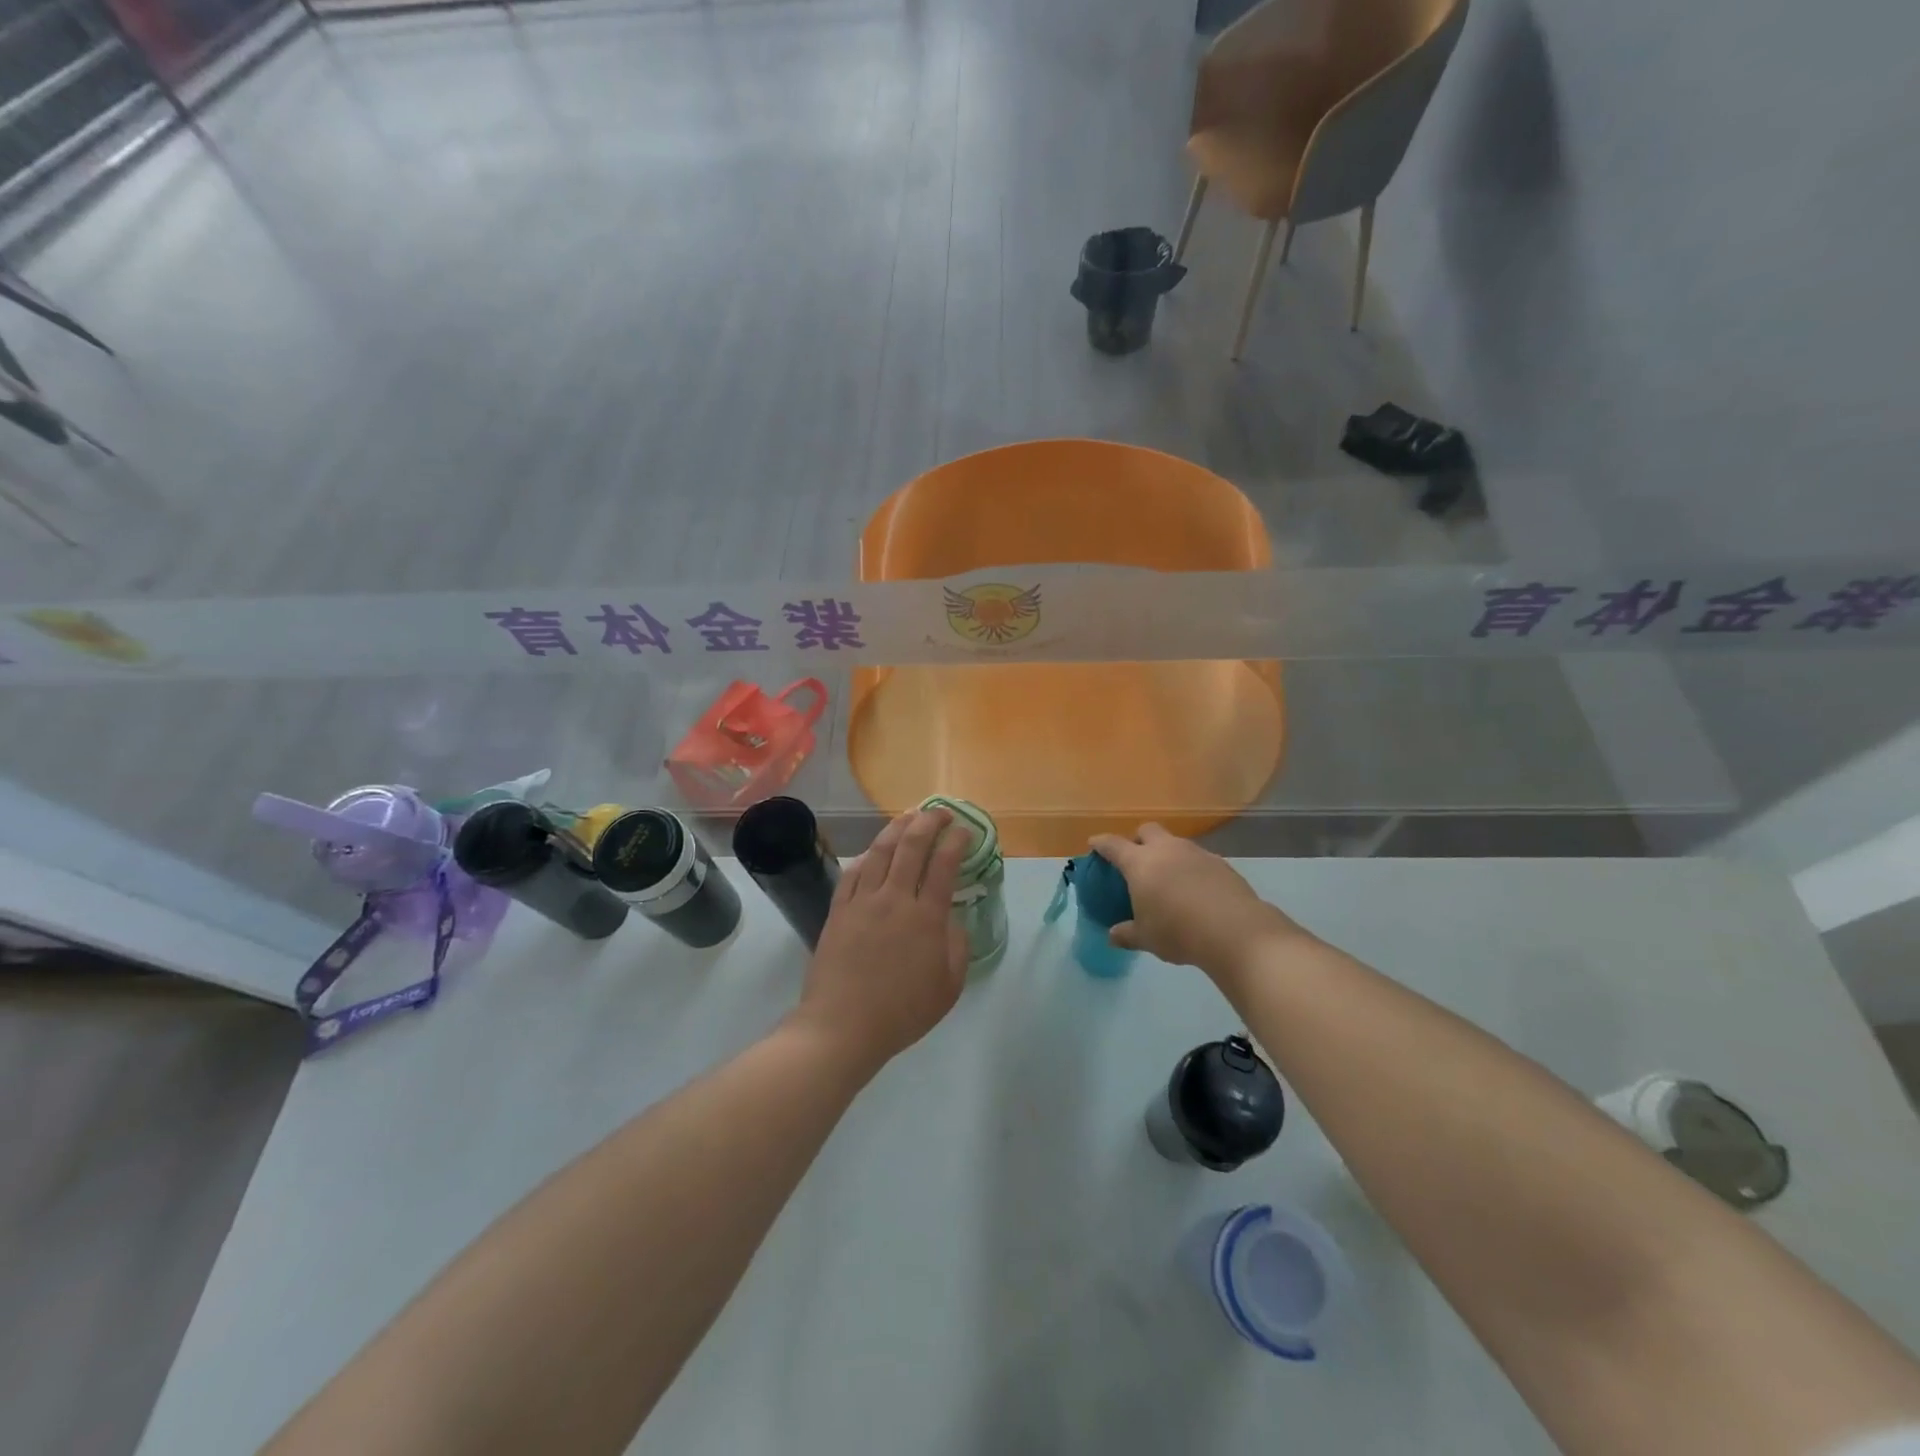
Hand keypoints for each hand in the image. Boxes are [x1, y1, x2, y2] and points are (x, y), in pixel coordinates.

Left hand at [791, 808, 969, 1071]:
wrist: (843, 1026)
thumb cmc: (902, 1012)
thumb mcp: (949, 987)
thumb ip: (957, 947)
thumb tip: (952, 919)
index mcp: (925, 917)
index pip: (944, 864)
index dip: (956, 841)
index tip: (965, 830)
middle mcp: (894, 899)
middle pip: (912, 846)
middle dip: (929, 822)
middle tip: (941, 812)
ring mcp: (862, 901)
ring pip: (880, 851)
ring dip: (897, 828)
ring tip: (909, 816)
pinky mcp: (839, 910)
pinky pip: (853, 872)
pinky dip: (867, 855)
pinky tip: (874, 850)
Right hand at [1088, 823, 1308, 983]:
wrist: (1235, 931)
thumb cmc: (1179, 932)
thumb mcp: (1146, 938)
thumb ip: (1127, 934)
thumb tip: (1112, 935)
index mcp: (1140, 863)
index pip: (1113, 845)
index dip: (1101, 843)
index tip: (1094, 844)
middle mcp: (1167, 850)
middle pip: (1147, 830)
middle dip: (1138, 839)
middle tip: (1136, 859)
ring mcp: (1196, 853)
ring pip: (1175, 843)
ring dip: (1167, 853)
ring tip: (1168, 878)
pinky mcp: (1221, 863)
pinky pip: (1198, 858)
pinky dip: (1190, 868)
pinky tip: (1195, 890)